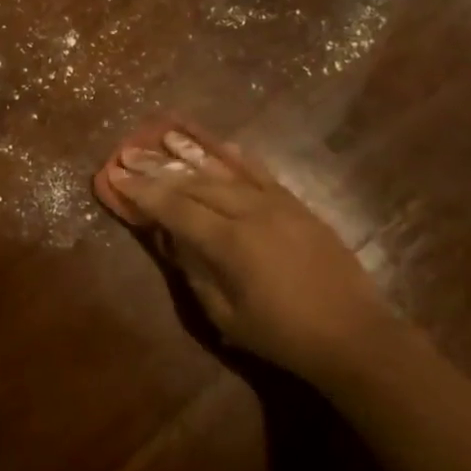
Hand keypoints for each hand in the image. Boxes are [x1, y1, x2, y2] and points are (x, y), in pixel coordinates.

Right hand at [106, 128, 388, 383]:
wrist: (354, 334)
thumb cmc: (283, 335)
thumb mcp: (227, 315)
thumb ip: (196, 272)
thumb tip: (172, 239)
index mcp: (230, 243)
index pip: (175, 208)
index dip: (142, 191)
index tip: (116, 174)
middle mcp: (251, 212)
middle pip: (195, 182)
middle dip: (158, 167)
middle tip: (129, 152)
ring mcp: (277, 204)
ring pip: (226, 170)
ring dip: (193, 153)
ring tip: (166, 135)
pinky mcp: (297, 204)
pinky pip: (260, 172)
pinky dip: (236, 157)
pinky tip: (220, 144)